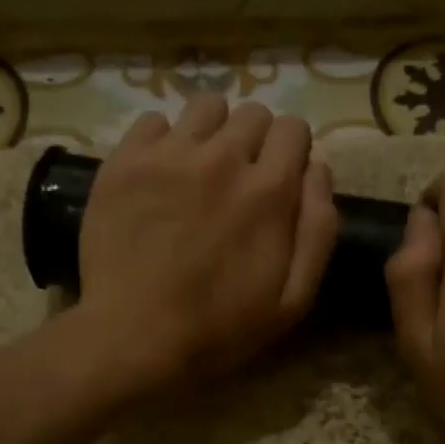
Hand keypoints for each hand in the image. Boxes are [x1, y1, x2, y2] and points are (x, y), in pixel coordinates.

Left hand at [77, 95, 339, 386]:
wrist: (133, 337)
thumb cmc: (219, 328)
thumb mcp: (293, 299)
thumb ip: (318, 231)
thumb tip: (319, 171)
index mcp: (270, 190)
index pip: (293, 128)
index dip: (291, 151)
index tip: (279, 179)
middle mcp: (224, 157)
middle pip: (253, 113)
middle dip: (255, 140)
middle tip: (239, 180)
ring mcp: (170, 154)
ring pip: (205, 106)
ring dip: (212, 130)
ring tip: (199, 167)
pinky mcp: (125, 161)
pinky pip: (153, 120)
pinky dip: (162, 140)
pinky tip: (159, 175)